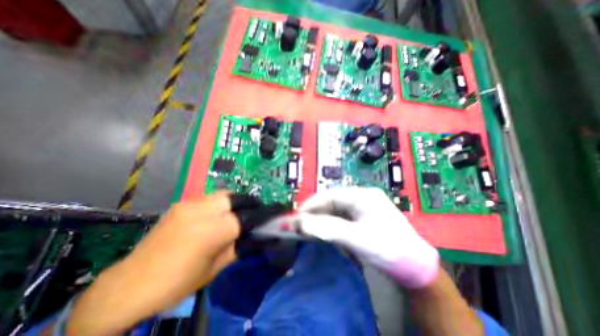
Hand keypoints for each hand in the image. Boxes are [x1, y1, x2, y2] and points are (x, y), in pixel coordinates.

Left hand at [66, 192, 240, 335]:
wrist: (131, 284)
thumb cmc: (178, 282)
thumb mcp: (215, 268)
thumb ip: (237, 247)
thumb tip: (254, 235)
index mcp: (212, 231)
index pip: (244, 217)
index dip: (257, 218)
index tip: (265, 218)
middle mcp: (202, 212)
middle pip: (235, 198)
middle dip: (247, 204)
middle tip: (253, 211)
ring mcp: (189, 205)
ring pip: (222, 194)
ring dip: (233, 202)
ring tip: (235, 212)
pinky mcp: (181, 204)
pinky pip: (208, 198)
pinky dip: (218, 203)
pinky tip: (215, 214)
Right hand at [297, 186, 439, 288]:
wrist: (416, 267)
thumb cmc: (388, 249)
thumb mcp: (357, 238)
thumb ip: (327, 229)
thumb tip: (299, 222)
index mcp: (362, 195)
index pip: (330, 195)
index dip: (312, 204)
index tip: (297, 215)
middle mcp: (362, 197)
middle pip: (332, 201)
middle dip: (315, 211)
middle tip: (300, 223)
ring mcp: (363, 207)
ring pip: (336, 209)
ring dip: (322, 217)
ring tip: (308, 227)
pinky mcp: (364, 218)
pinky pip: (342, 217)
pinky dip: (331, 223)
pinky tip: (324, 229)